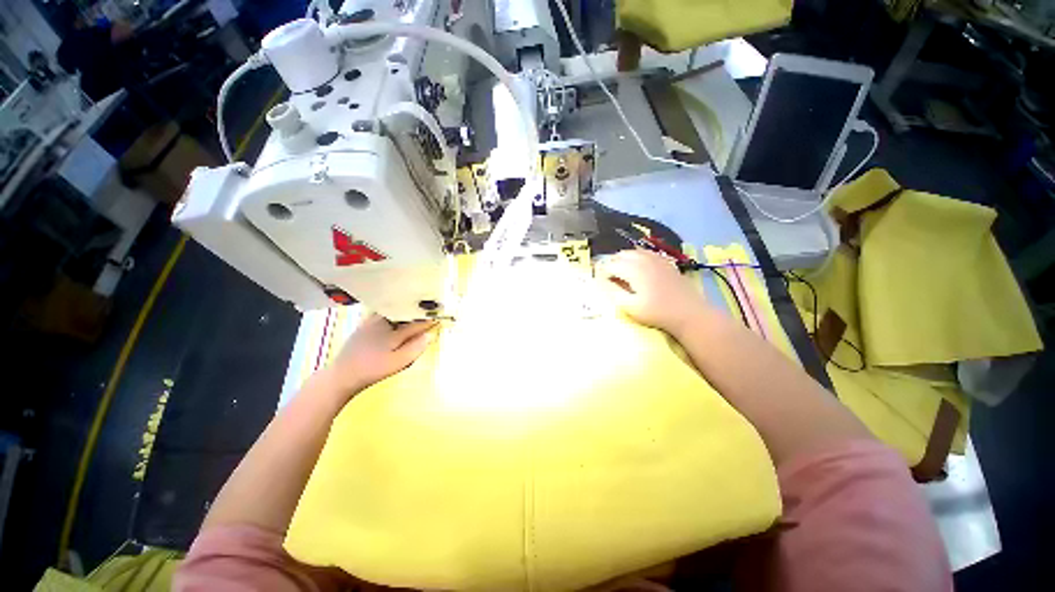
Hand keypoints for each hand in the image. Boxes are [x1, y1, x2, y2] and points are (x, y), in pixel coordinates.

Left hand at [328, 314, 436, 393]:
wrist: (340, 376)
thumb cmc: (371, 371)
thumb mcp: (396, 364)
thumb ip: (415, 349)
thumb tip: (430, 335)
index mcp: (392, 333)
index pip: (416, 324)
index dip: (429, 320)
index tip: (440, 316)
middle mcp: (382, 323)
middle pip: (404, 312)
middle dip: (417, 310)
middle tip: (429, 308)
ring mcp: (371, 323)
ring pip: (392, 310)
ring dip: (405, 308)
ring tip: (415, 308)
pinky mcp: (364, 326)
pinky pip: (382, 313)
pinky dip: (392, 311)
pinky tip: (395, 313)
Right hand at [596, 249, 710, 335]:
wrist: (689, 313)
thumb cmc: (657, 312)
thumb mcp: (630, 306)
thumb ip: (613, 292)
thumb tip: (601, 281)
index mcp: (633, 269)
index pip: (610, 265)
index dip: (602, 273)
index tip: (599, 282)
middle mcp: (643, 259)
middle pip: (620, 255)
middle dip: (611, 264)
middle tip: (608, 278)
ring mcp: (656, 258)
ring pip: (632, 252)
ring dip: (622, 259)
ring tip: (620, 273)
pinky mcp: (665, 261)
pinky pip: (645, 253)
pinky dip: (636, 257)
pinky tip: (637, 268)